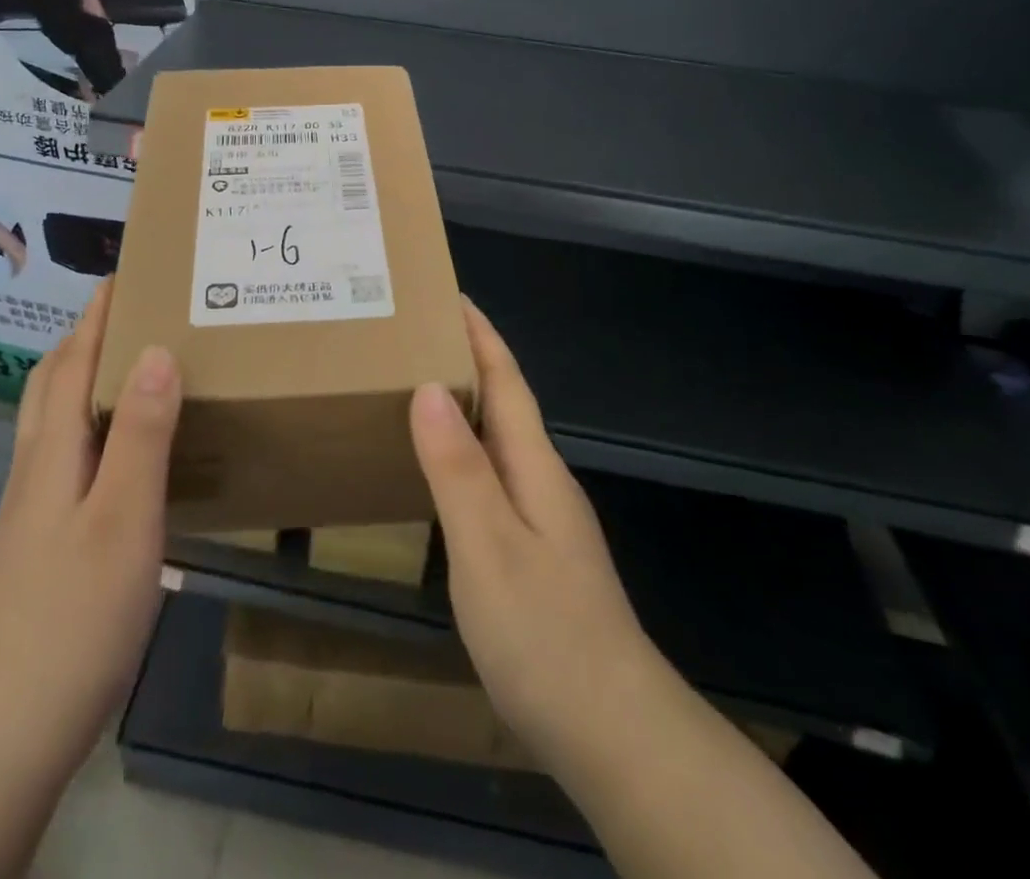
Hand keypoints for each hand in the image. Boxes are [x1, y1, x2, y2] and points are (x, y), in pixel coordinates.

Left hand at [0, 281, 182, 778]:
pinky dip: (88, 420)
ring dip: (81, 375)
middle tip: (126, 311)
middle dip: (82, 337)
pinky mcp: (42, 536)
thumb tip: (156, 351)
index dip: (95, 317)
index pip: (72, 363)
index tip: (120, 275)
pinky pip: (65, 450)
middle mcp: (36, 468)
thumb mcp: (125, 516)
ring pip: (53, 418)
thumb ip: (141, 433)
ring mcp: (34, 505)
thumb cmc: (78, 610)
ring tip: (125, 363)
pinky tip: (118, 446)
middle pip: (50, 383)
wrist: (15, 716)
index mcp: (54, 452)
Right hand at [410, 300, 663, 789]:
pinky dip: (465, 453)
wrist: (616, 734)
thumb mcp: (488, 547)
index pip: (505, 380)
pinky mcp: (537, 554)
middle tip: (413, 335)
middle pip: (504, 403)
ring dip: (465, 406)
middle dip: (467, 360)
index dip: (479, 334)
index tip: (448, 293)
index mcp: (535, 467)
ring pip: (499, 441)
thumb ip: (458, 468)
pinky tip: (442, 470)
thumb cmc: (546, 634)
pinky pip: (494, 477)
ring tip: (416, 388)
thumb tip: (429, 386)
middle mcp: (543, 481)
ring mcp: (544, 519)